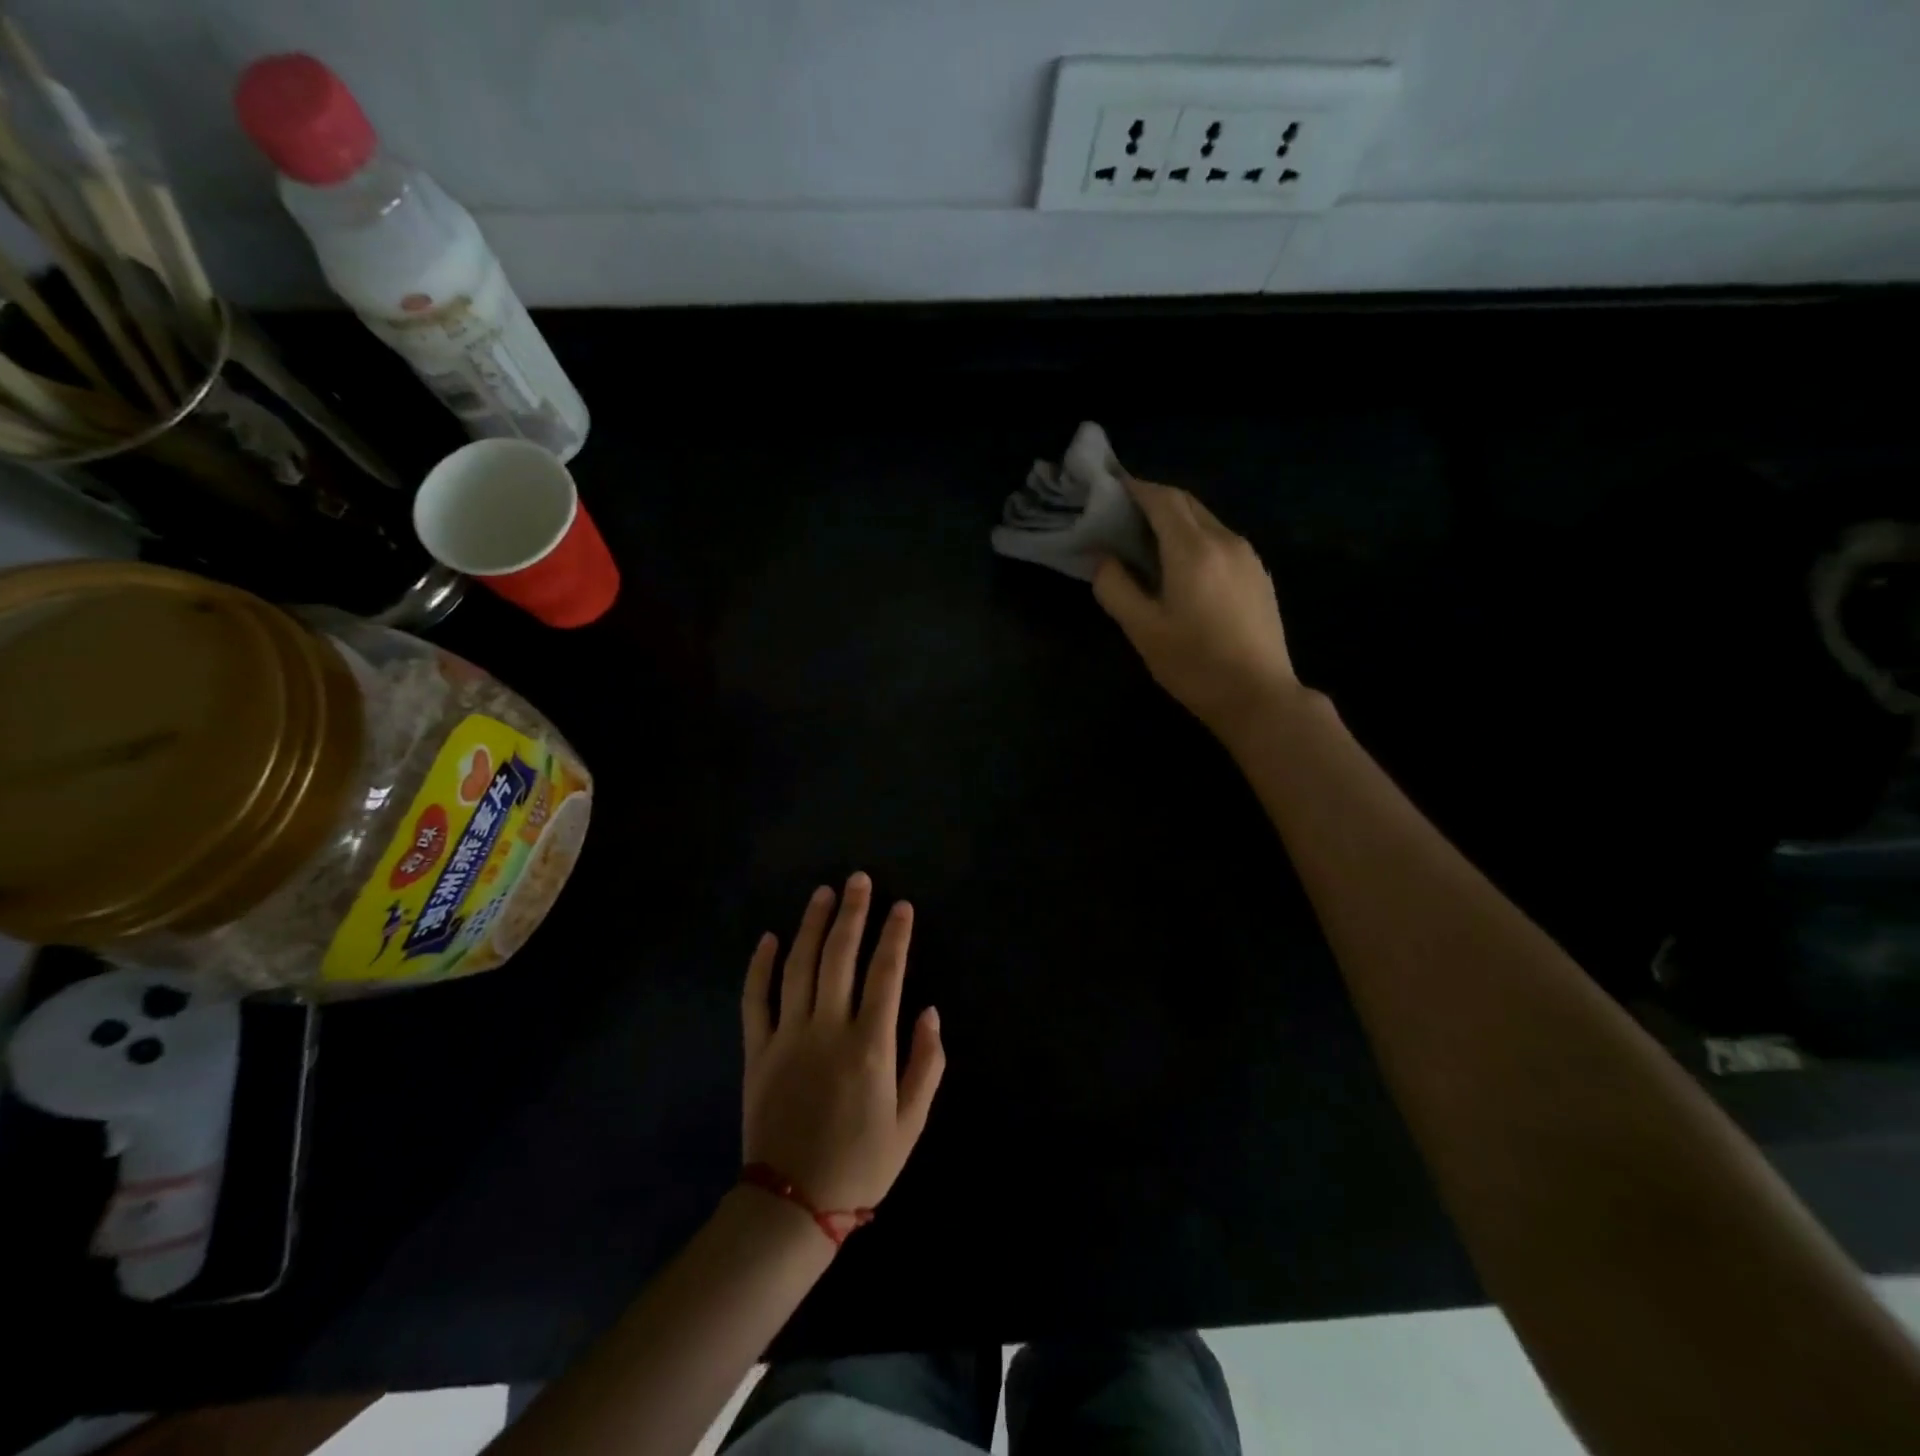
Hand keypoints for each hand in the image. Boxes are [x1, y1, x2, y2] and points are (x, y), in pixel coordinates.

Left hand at [741, 873, 945, 1212]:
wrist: (793, 1204)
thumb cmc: (861, 1165)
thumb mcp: (911, 1123)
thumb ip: (926, 1063)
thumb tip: (929, 1011)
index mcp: (870, 1046)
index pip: (886, 973)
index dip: (895, 936)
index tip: (902, 906)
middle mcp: (828, 1030)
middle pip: (840, 956)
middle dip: (852, 913)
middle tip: (858, 880)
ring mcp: (788, 1037)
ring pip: (799, 967)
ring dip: (811, 925)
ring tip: (823, 893)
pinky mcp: (757, 1050)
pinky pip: (755, 999)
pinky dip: (760, 966)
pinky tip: (770, 937)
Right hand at [1093, 477, 1300, 736]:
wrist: (1259, 696)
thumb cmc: (1194, 665)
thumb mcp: (1143, 630)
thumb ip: (1116, 588)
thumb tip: (1104, 560)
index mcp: (1194, 550)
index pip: (1161, 499)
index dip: (1134, 488)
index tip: (1109, 487)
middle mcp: (1225, 541)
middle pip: (1186, 503)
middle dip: (1153, 499)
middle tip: (1122, 512)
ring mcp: (1248, 557)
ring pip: (1206, 521)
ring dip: (1175, 520)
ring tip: (1147, 540)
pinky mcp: (1259, 576)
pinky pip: (1221, 540)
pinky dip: (1195, 538)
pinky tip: (1181, 566)